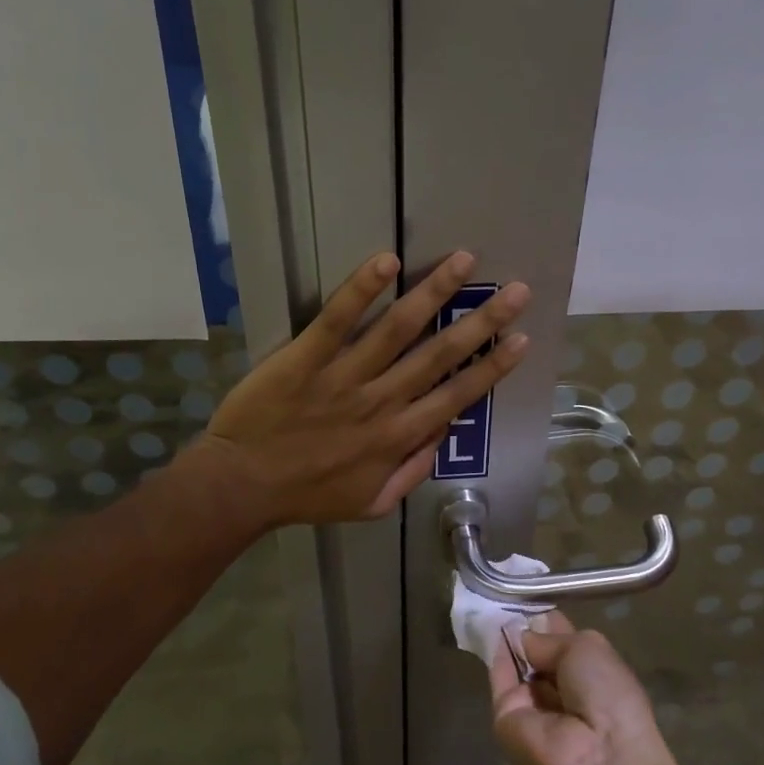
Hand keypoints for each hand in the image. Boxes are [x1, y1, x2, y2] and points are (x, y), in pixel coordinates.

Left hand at [202, 251, 528, 526]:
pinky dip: (362, 289)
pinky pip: (337, 319)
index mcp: (399, 436)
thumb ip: (411, 470)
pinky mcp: (306, 358)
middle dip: (483, 321)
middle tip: (516, 291)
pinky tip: (387, 261)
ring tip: (464, 261)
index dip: (493, 367)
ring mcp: (344, 376)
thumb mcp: (372, 503)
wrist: (241, 486)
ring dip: (435, 292)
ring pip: (398, 329)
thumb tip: (441, 432)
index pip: (458, 395)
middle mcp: (382, 401)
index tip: (522, 340)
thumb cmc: (307, 496)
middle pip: (440, 355)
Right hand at [489, 613, 673, 764]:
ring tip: (492, 605)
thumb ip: (548, 638)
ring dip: (508, 640)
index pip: (564, 642)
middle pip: (539, 655)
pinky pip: (500, 680)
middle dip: (526, 630)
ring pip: (517, 667)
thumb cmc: (607, 694)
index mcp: (593, 675)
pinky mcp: (506, 718)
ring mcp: (534, 706)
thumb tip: (522, 635)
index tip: (529, 597)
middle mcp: (563, 690)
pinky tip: (488, 628)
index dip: (548, 621)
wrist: (595, 756)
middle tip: (506, 597)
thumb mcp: (586, 647)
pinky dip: (495, 655)